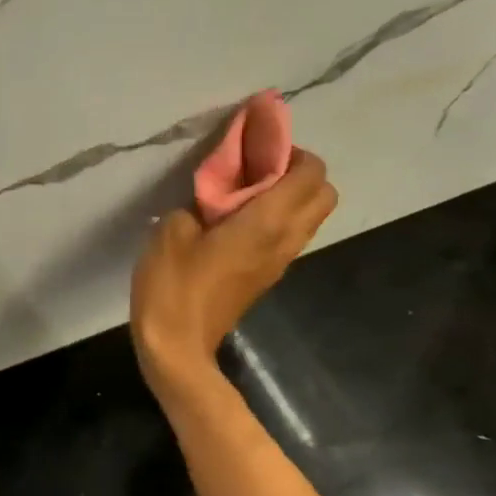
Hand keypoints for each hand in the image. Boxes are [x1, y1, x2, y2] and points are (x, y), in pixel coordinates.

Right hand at [130, 148, 337, 383]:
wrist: (177, 347)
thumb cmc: (173, 286)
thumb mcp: (172, 231)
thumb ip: (197, 204)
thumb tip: (210, 202)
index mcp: (267, 222)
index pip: (310, 173)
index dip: (290, 151)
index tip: (255, 148)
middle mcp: (285, 239)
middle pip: (324, 194)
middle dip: (299, 172)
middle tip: (256, 169)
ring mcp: (280, 262)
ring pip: (310, 217)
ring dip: (289, 197)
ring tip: (243, 193)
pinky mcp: (267, 276)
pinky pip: (288, 236)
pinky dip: (276, 218)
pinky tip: (234, 221)